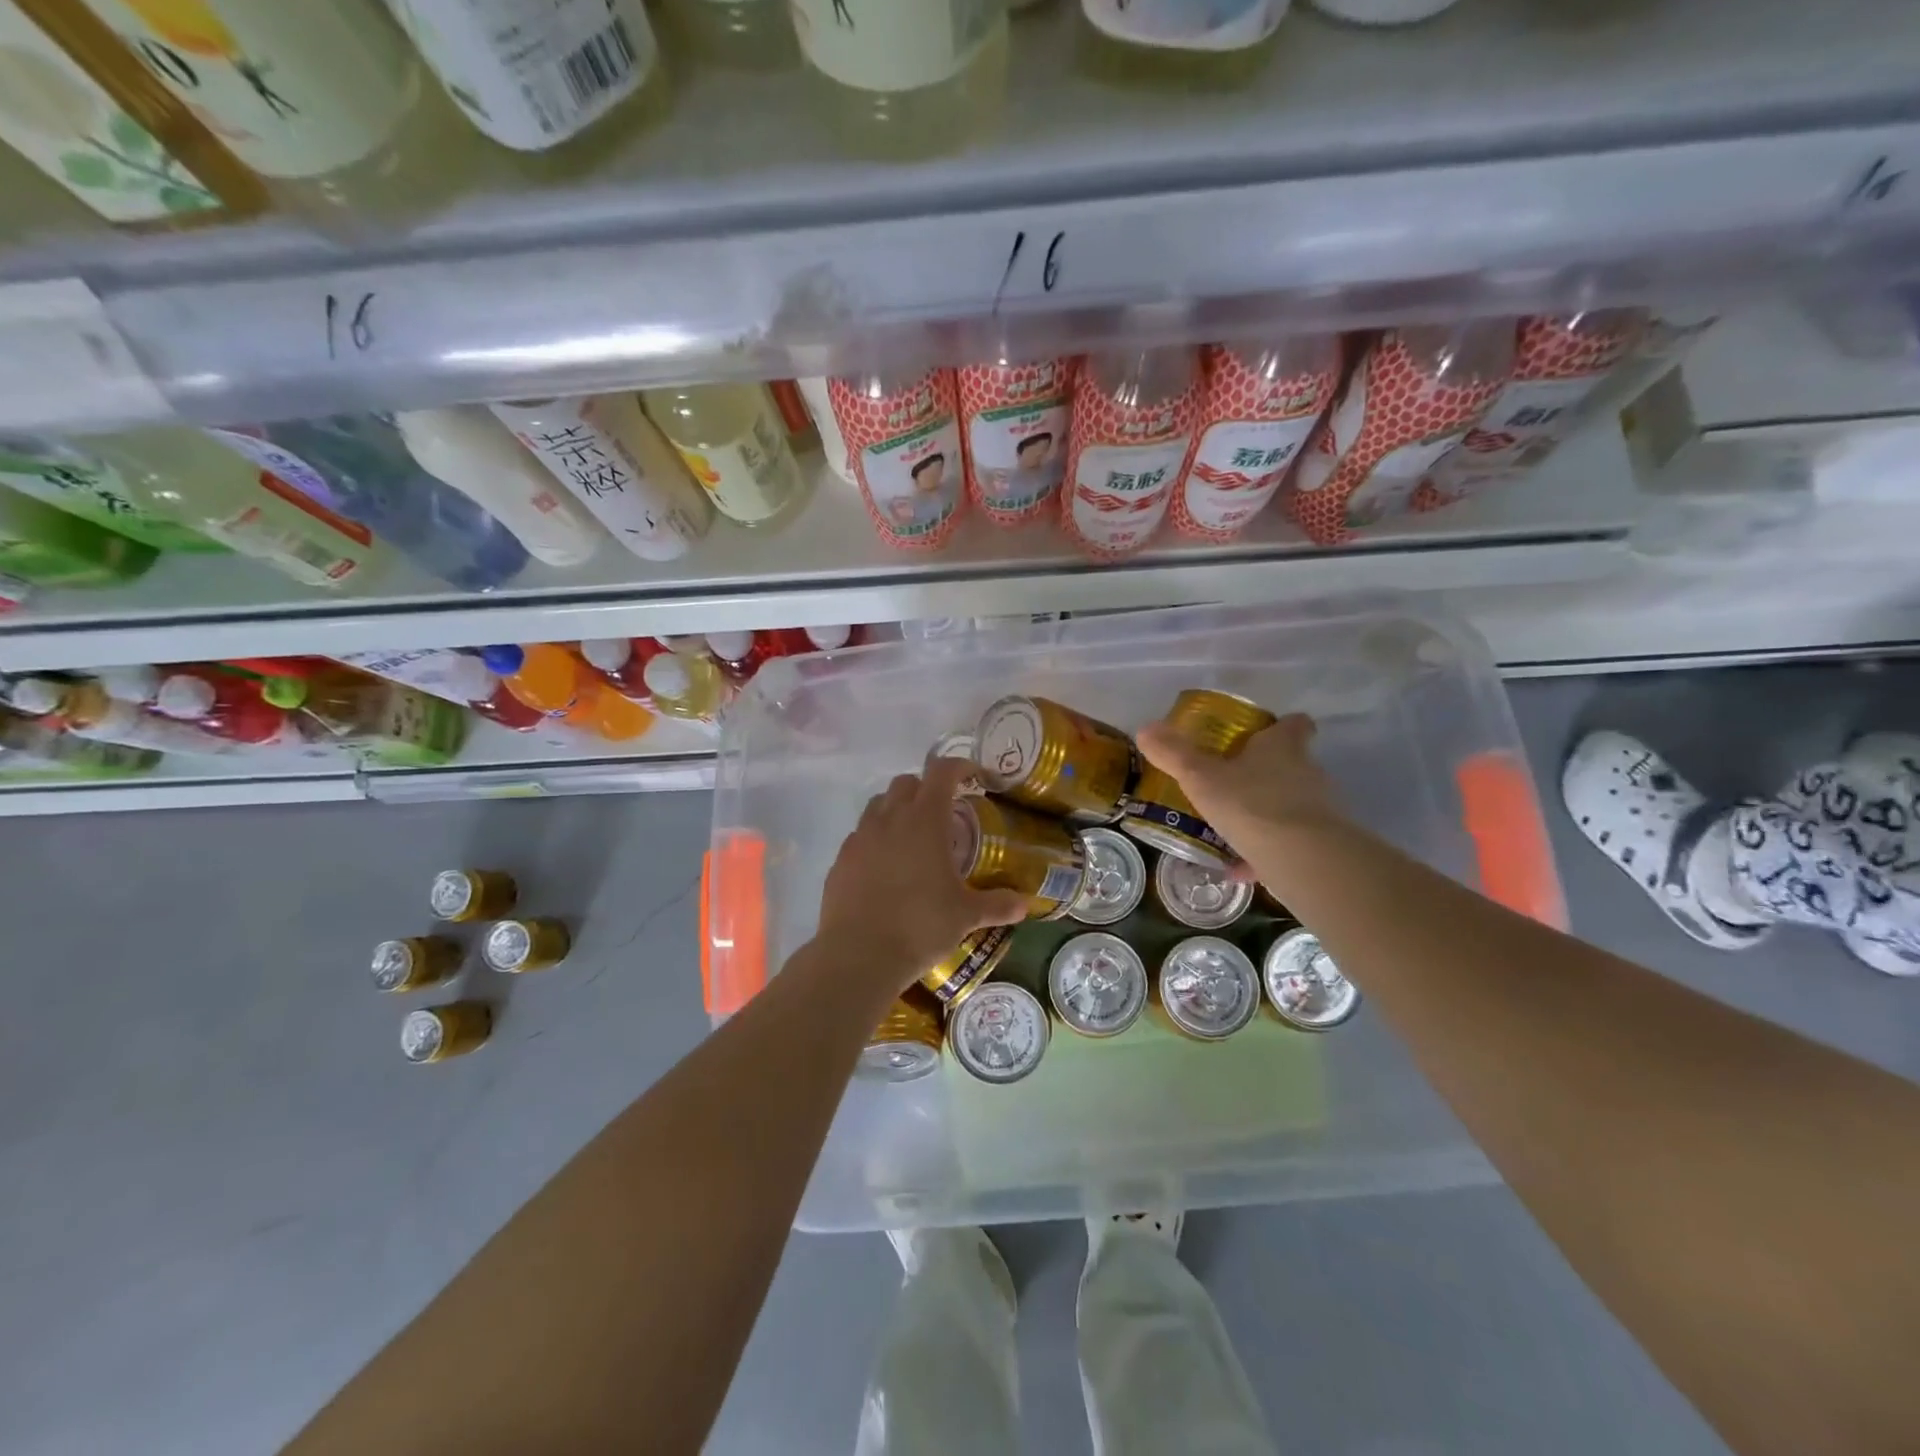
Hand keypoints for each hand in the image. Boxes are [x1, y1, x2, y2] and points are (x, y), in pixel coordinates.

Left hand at [816, 758, 1030, 989]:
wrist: (859, 954)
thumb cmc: (920, 926)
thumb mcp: (966, 916)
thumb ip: (997, 904)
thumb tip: (1025, 905)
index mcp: (925, 820)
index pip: (942, 772)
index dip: (960, 767)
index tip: (974, 777)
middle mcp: (890, 818)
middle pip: (906, 783)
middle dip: (926, 789)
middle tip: (944, 813)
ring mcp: (860, 837)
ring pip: (878, 805)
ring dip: (897, 809)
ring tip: (913, 838)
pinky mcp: (841, 860)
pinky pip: (860, 835)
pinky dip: (876, 839)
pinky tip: (886, 867)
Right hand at [1135, 712, 1343, 858]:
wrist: (1301, 858)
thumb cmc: (1250, 803)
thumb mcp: (1200, 777)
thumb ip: (1174, 754)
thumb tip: (1145, 728)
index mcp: (1282, 747)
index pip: (1294, 725)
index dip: (1281, 726)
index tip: (1264, 732)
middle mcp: (1307, 772)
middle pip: (1292, 764)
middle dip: (1265, 772)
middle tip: (1232, 780)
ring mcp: (1318, 810)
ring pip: (1290, 805)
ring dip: (1265, 814)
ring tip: (1230, 828)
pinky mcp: (1319, 846)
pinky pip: (1287, 844)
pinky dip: (1264, 853)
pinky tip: (1237, 869)